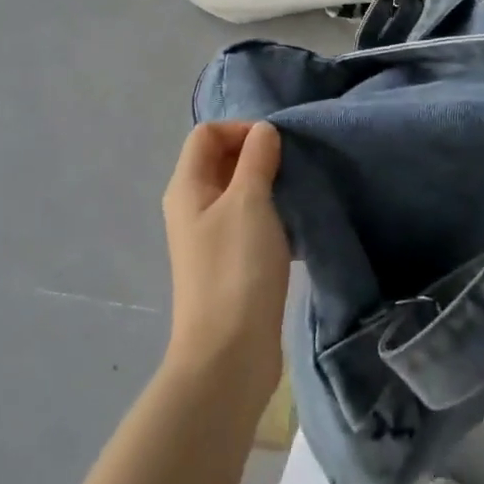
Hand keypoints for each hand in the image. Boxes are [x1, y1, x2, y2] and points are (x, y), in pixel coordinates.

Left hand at [160, 122, 290, 403]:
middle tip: (292, 168)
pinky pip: (248, 223)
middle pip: (220, 160)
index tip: (277, 146)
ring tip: (297, 196)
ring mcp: (208, 237)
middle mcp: (191, 207)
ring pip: (237, 193)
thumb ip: (256, 159)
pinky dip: (269, 217)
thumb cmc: (236, 268)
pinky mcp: (228, 263)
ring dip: (267, 187)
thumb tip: (263, 130)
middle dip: (257, 156)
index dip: (241, 129)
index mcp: (187, 186)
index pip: (207, 133)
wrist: (229, 354)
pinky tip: (295, 230)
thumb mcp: (249, 202)